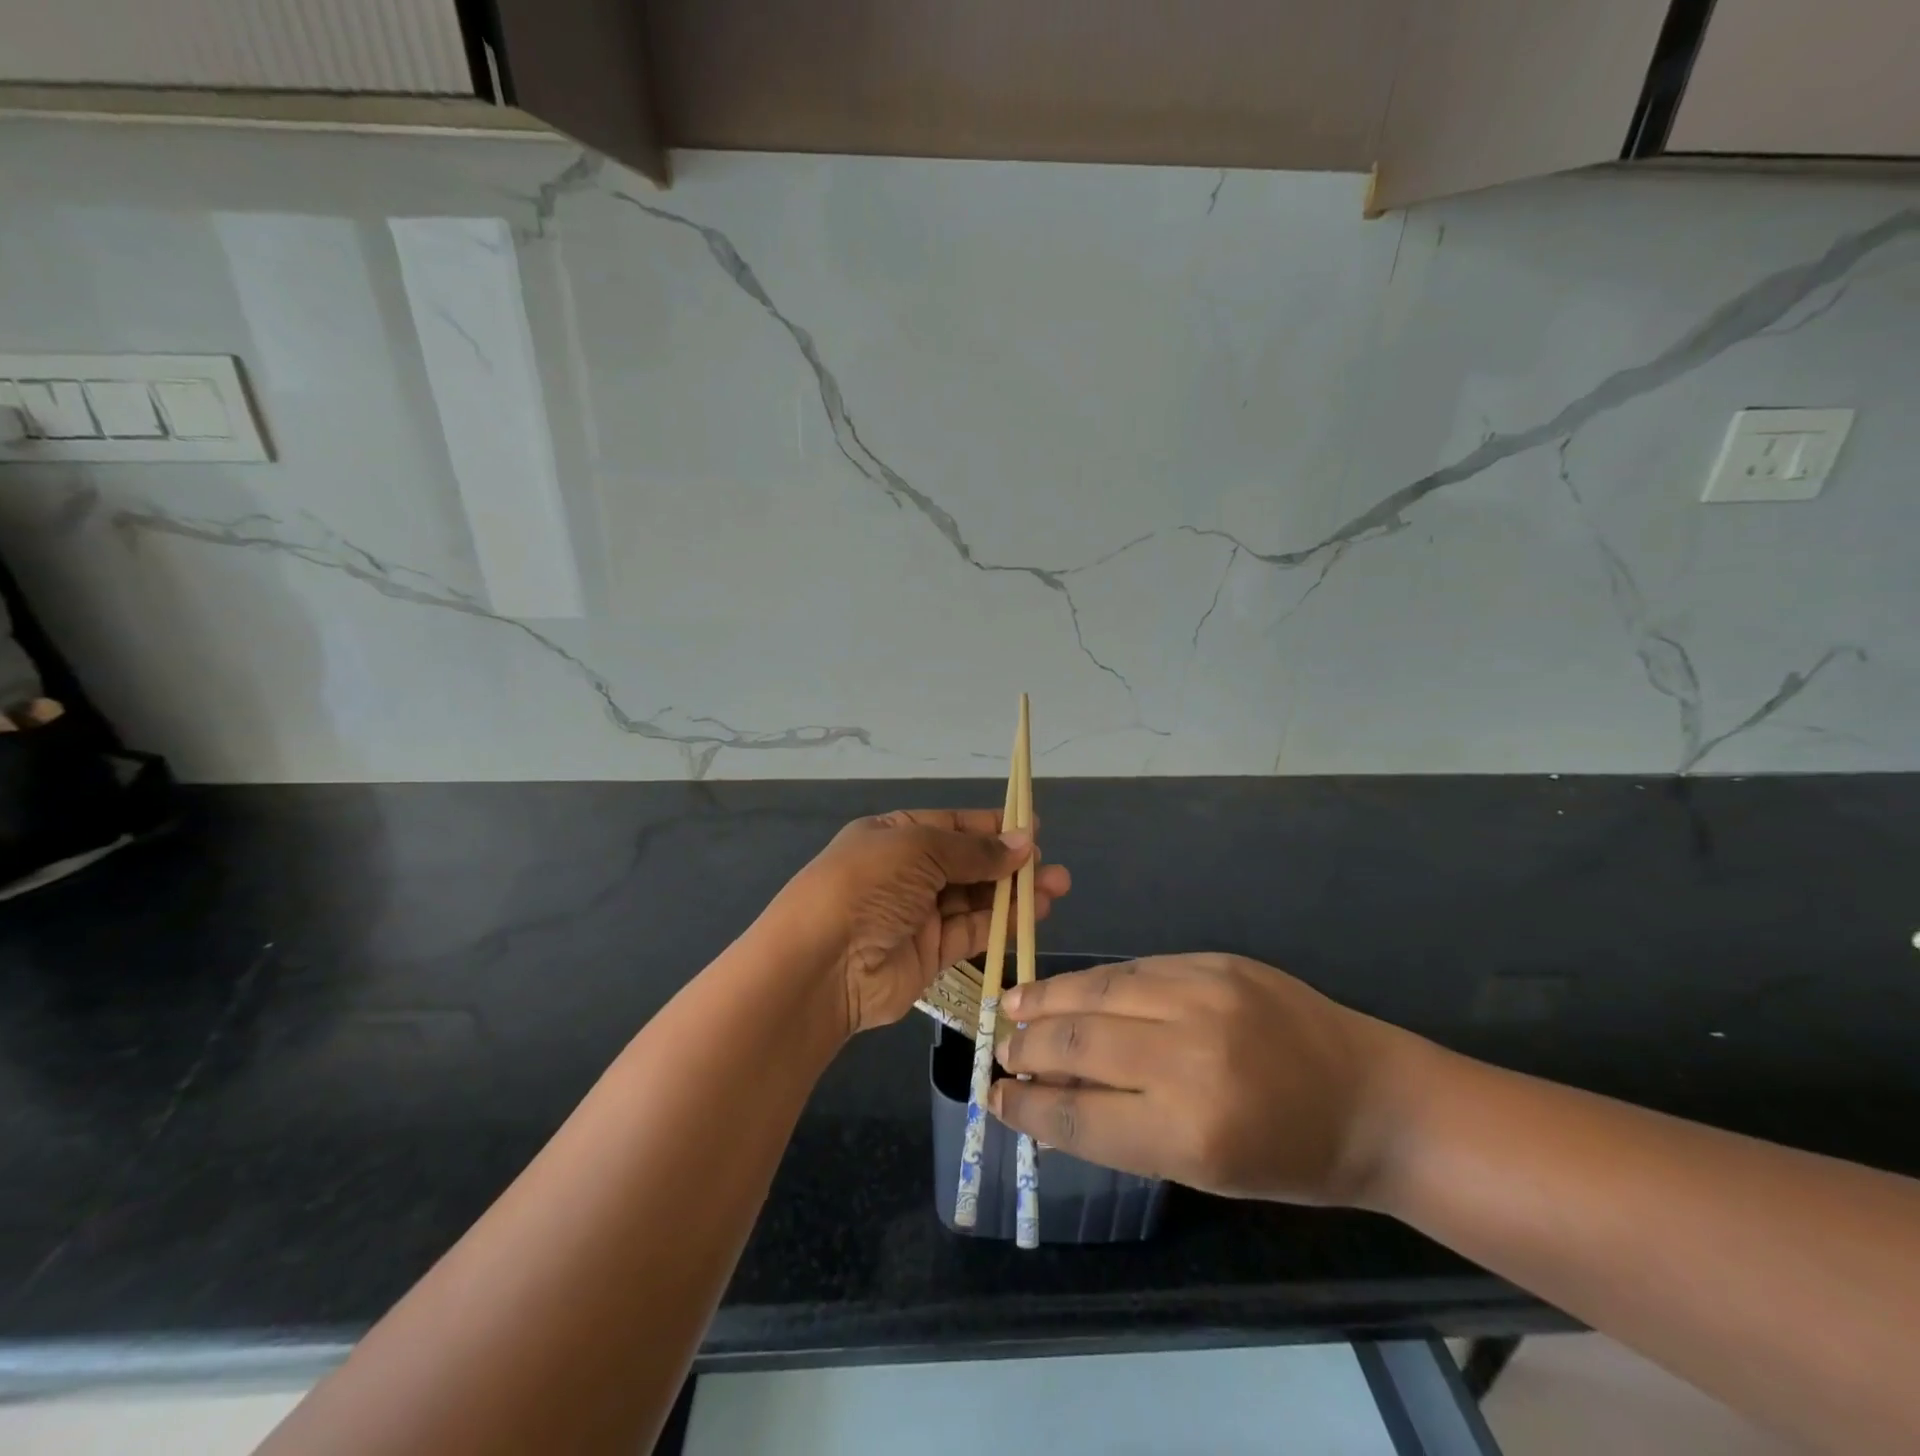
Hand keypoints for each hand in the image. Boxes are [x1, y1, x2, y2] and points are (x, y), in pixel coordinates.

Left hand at [774, 810, 1070, 1037]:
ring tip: (1057, 887)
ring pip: (976, 898)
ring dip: (1014, 893)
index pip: (952, 825)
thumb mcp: (919, 849)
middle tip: (1052, 866)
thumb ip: (974, 850)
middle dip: (1010, 862)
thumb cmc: (867, 885)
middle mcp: (907, 872)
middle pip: (968, 863)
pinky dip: (1003, 922)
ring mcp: (918, 914)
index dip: (992, 826)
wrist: (822, 964)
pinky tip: (1034, 914)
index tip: (1034, 828)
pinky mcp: (930, 953)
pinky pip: (973, 931)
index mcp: (895, 836)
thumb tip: (1024, 842)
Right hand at [990, 953, 1425, 1205]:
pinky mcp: (1215, 961)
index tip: (995, 1098)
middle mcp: (1190, 1058)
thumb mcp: (1205, 1170)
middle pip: (1079, 1044)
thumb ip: (1123, 1129)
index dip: (1027, 1108)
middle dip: (1028, 1048)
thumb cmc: (1290, 1157)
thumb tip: (1048, 1096)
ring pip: (1098, 990)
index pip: (1079, 1116)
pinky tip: (1072, 987)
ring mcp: (1203, 997)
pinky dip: (1096, 981)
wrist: (1373, 1098)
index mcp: (1190, 1133)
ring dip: (1047, 998)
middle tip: (1000, 1050)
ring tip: (1013, 1004)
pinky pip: (1135, 968)